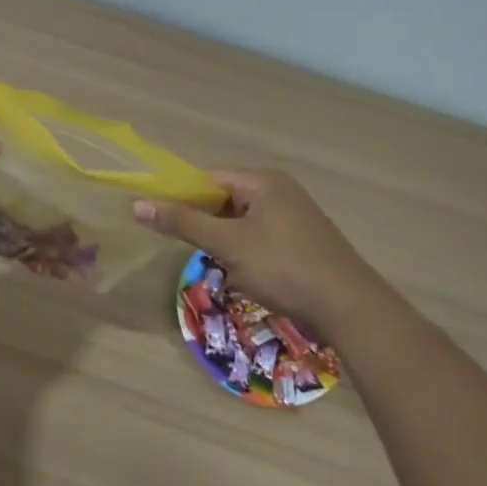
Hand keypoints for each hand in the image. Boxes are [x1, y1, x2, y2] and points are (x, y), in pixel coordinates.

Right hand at [133, 169, 401, 334]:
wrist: (349, 308)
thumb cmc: (283, 267)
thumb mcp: (227, 244)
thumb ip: (182, 222)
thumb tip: (137, 204)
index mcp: (262, 181)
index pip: (207, 177)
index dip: (178, 194)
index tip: (155, 215)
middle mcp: (279, 191)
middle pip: (223, 199)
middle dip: (202, 222)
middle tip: (184, 246)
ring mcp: (293, 217)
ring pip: (240, 223)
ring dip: (223, 242)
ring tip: (217, 265)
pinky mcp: (301, 241)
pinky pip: (259, 238)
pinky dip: (244, 253)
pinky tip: (243, 276)